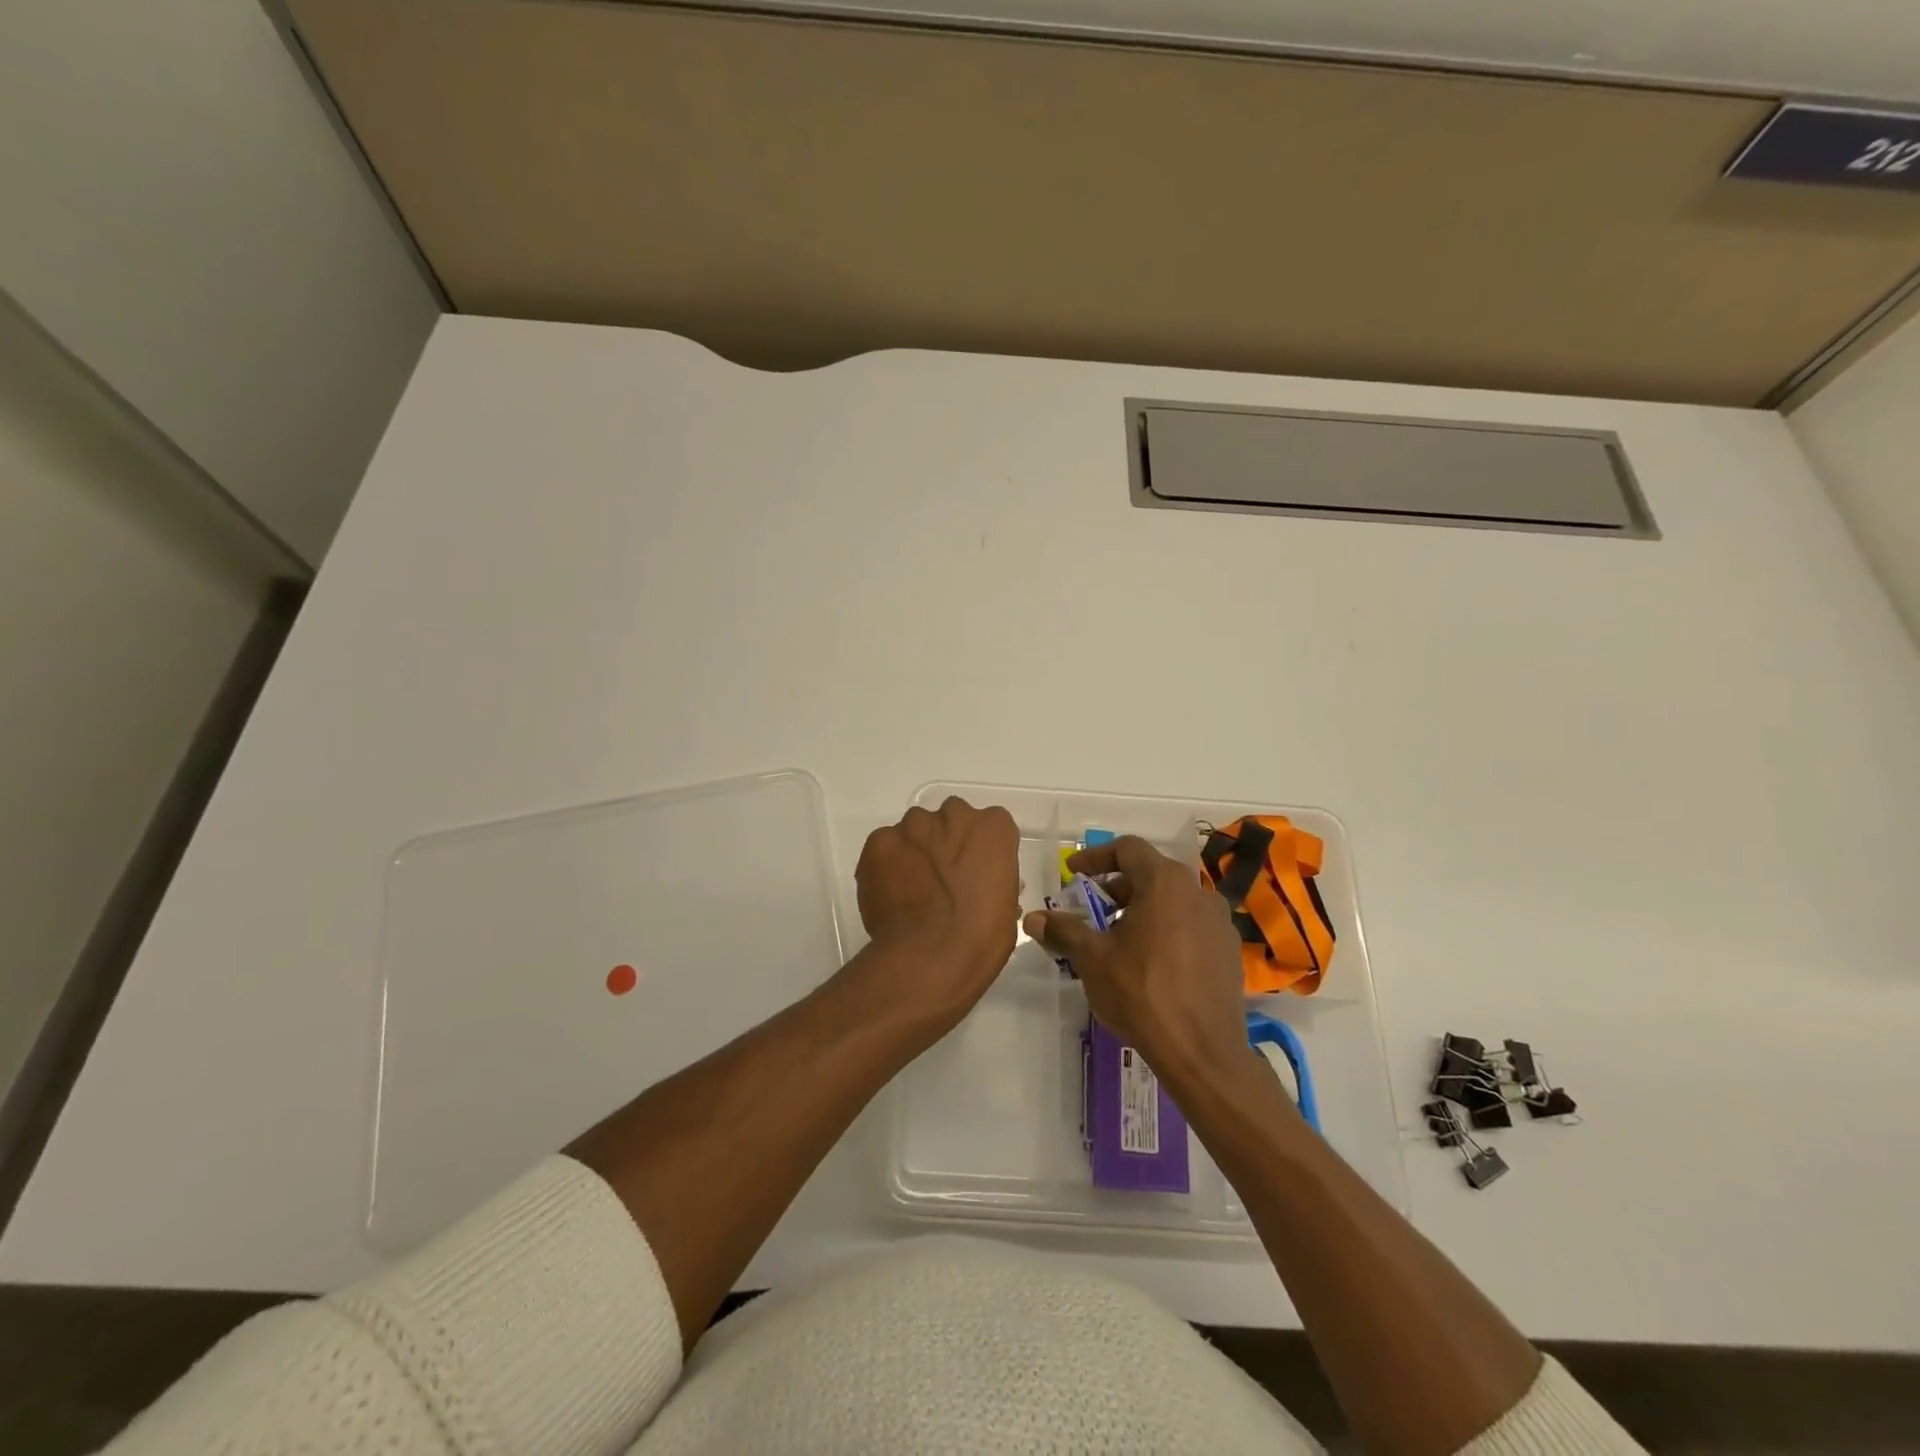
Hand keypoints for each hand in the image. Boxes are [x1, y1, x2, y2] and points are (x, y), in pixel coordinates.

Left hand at [854, 797, 1021, 1025]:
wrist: (932, 954)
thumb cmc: (982, 936)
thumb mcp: (1005, 902)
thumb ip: (988, 875)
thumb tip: (973, 882)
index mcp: (992, 827)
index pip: (987, 827)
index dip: (977, 851)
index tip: (971, 874)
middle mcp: (954, 813)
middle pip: (948, 821)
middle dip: (944, 844)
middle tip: (941, 880)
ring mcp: (913, 825)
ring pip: (913, 831)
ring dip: (914, 852)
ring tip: (910, 890)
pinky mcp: (880, 841)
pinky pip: (884, 847)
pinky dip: (885, 865)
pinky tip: (890, 894)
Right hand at [1024, 835, 1246, 1083]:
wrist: (1202, 1052)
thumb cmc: (1142, 993)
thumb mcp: (1093, 959)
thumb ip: (1063, 930)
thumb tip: (1032, 918)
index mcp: (1165, 882)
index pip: (1127, 849)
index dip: (1096, 857)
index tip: (1073, 874)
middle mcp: (1197, 891)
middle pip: (1150, 873)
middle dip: (1115, 888)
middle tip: (1090, 910)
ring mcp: (1218, 921)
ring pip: (1172, 900)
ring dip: (1141, 909)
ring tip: (1117, 939)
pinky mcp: (1228, 949)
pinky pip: (1190, 925)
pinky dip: (1165, 929)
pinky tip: (1149, 961)